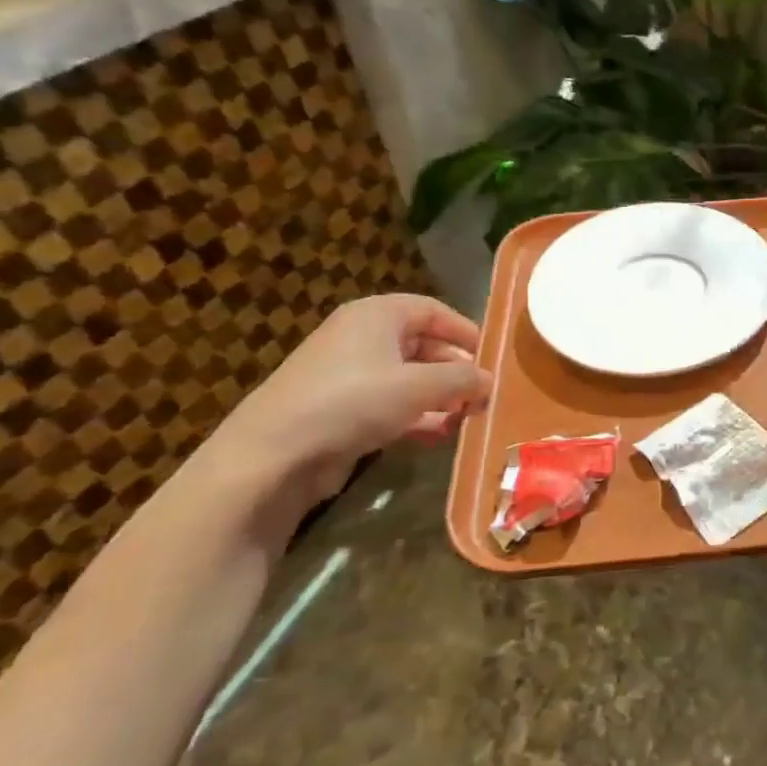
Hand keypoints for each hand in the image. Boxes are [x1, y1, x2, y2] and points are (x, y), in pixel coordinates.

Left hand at [207, 294, 491, 511]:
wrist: (274, 455)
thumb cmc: (353, 401)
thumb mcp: (419, 386)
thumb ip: (462, 379)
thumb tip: (490, 380)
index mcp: (377, 315)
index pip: (433, 310)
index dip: (465, 331)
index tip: (492, 357)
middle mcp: (362, 338)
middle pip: (422, 345)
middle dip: (455, 370)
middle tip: (483, 394)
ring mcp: (348, 375)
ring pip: (408, 378)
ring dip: (440, 398)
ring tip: (466, 419)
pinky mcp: (340, 410)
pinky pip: (390, 404)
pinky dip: (416, 416)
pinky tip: (438, 436)